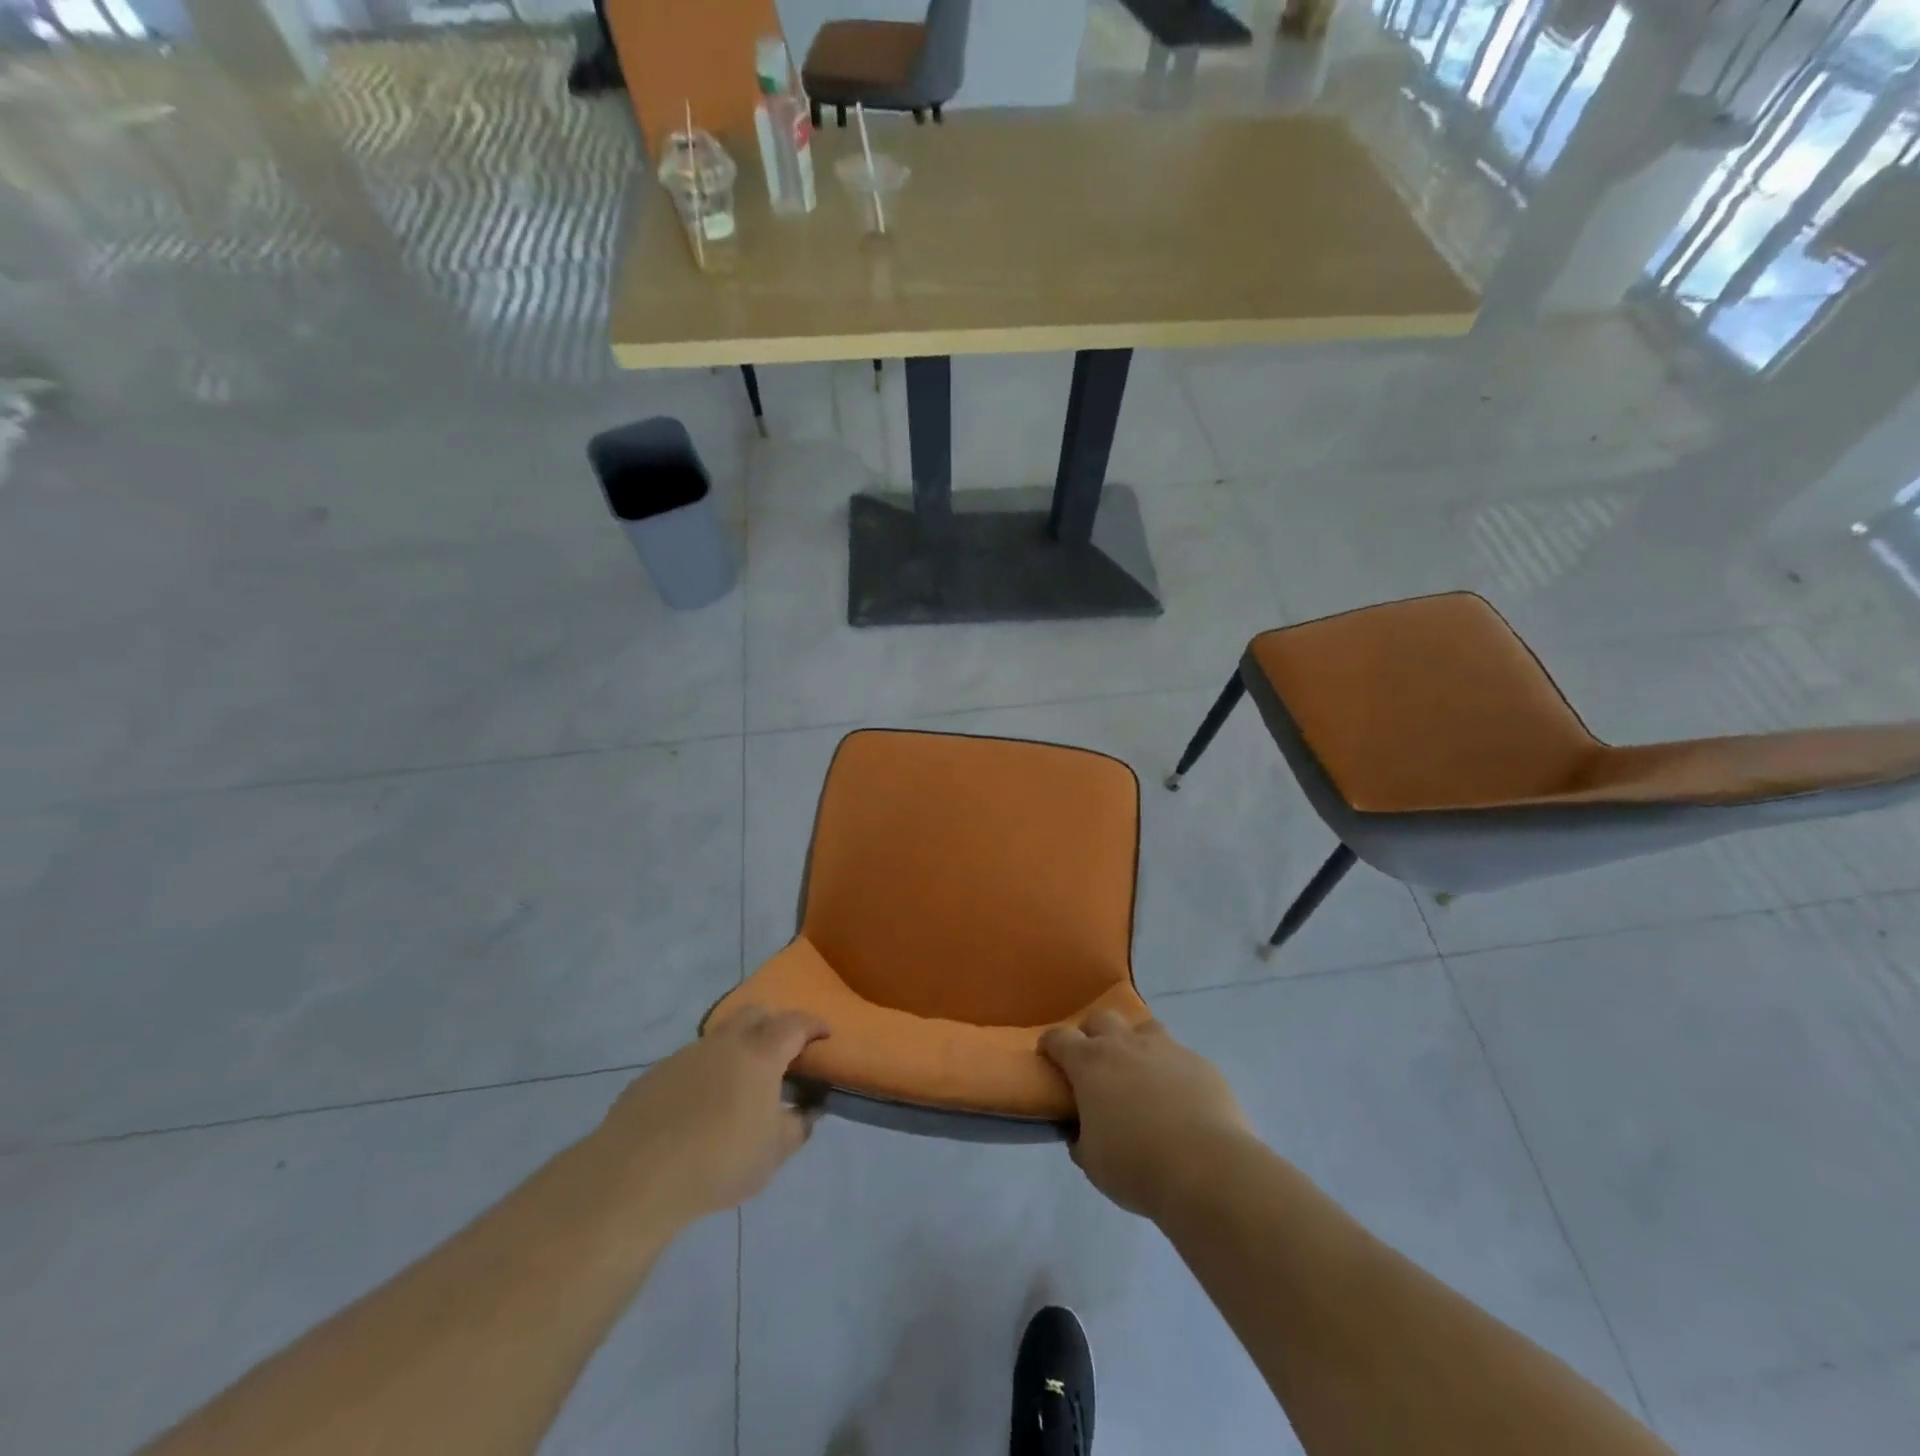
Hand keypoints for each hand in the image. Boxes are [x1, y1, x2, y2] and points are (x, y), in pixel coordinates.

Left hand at [596, 1007, 828, 1224]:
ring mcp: (685, 1055)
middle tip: (784, 1050)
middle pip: (755, 1014)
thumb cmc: (719, 1162)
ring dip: (737, 1049)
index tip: (825, 1034)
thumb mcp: (773, 1154)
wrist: (636, 1177)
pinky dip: (705, 1072)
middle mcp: (724, 1043)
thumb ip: (798, 1127)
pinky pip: (690, 1062)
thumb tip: (809, 1110)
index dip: (814, 1025)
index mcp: (759, 1054)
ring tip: (740, 1084)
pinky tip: (699, 1106)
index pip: (795, 1024)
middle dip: (774, 1024)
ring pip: (720, 1037)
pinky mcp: (654, 1074)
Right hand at [1040, 1011, 1252, 1222]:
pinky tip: (1180, 1099)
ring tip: (1140, 1073)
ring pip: (1143, 1027)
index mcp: (1090, 1063)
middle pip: (1101, 1018)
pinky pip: (1179, 1055)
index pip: (1059, 1037)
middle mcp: (1125, 1045)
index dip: (1050, 1044)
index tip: (1048, 1056)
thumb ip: (1081, 1139)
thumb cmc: (1137, 1166)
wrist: (1207, 1169)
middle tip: (1096, 1064)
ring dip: (1135, 1043)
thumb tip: (1081, 1132)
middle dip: (1093, 1034)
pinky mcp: (1200, 1062)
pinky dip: (1172, 1070)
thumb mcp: (1093, 1162)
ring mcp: (1166, 1048)